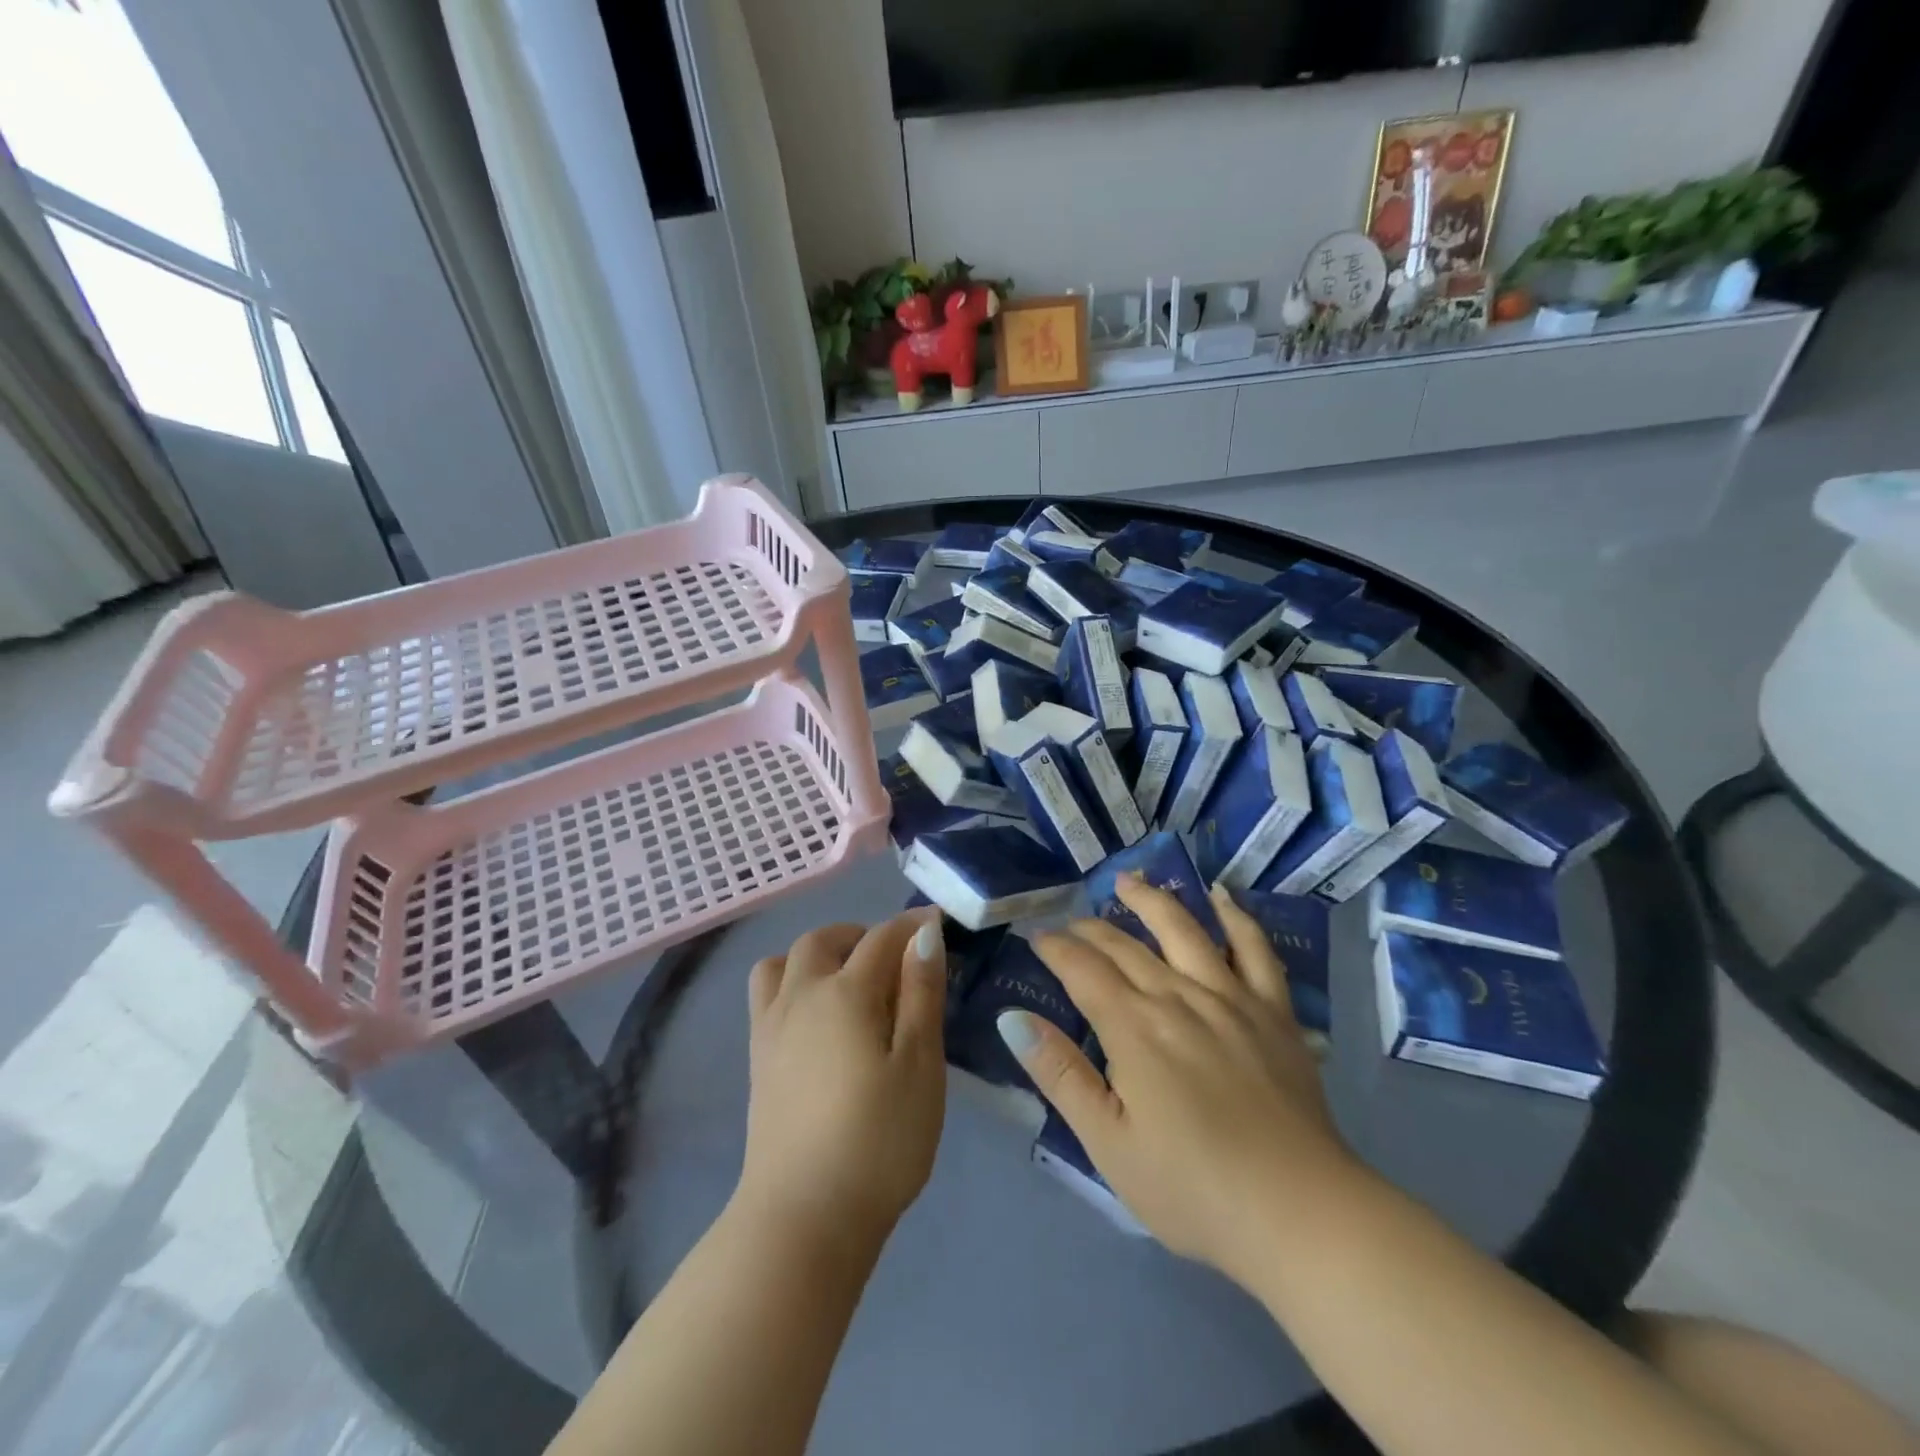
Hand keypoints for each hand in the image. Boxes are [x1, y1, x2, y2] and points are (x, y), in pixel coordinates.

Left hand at [737, 912, 947, 1245]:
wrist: (803, 1216)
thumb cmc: (878, 1140)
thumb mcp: (920, 1066)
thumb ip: (921, 994)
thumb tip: (924, 935)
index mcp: (845, 993)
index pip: (881, 938)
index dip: (911, 926)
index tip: (936, 922)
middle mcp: (801, 996)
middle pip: (822, 940)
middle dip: (859, 934)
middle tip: (893, 958)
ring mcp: (771, 1028)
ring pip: (783, 962)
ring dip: (816, 955)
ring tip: (847, 982)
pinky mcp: (758, 1059)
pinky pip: (767, 995)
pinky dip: (792, 983)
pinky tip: (818, 1020)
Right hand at [1000, 877, 1363, 1286]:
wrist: (1300, 1214)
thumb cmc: (1192, 1189)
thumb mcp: (1108, 1144)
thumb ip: (1060, 1074)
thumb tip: (1012, 1018)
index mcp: (1133, 1028)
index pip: (1082, 968)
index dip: (1055, 947)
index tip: (1036, 935)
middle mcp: (1178, 996)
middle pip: (1126, 946)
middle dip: (1091, 928)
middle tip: (1071, 921)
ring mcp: (1231, 998)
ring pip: (1183, 930)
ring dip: (1151, 899)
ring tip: (1128, 880)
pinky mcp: (1275, 1012)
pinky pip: (1254, 949)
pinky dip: (1236, 917)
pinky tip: (1221, 897)